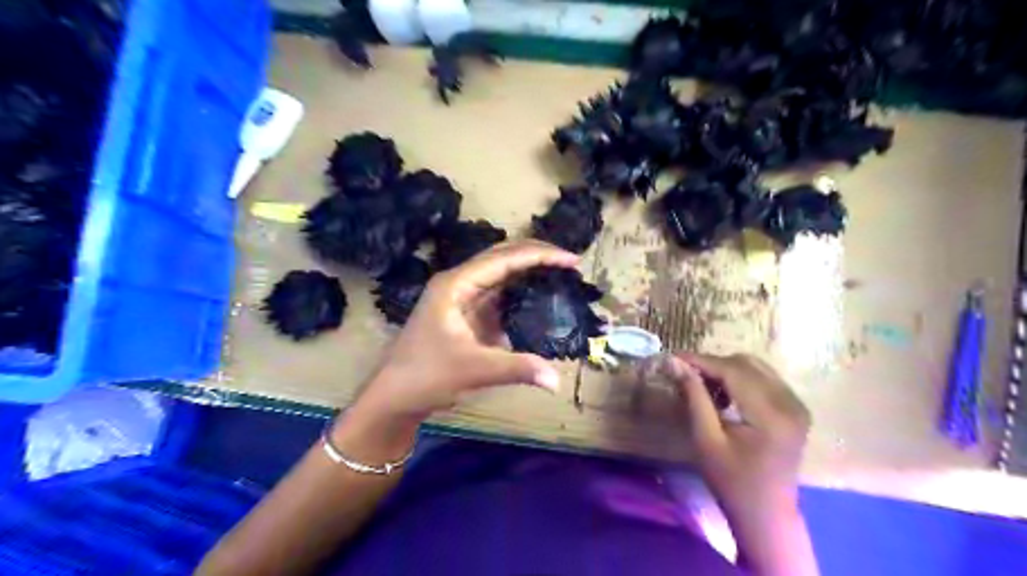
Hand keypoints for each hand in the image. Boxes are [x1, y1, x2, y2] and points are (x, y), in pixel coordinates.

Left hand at [355, 240, 576, 424]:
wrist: (394, 396)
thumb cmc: (425, 376)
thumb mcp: (473, 370)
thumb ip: (517, 369)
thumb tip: (557, 380)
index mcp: (456, 284)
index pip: (504, 259)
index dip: (540, 256)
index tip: (572, 260)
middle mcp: (460, 283)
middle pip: (503, 257)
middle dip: (537, 255)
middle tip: (570, 263)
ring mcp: (462, 298)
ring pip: (501, 274)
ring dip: (529, 271)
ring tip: (561, 275)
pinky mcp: (467, 315)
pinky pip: (499, 295)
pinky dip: (521, 293)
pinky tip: (539, 298)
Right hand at [667, 357, 810, 516]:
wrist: (767, 513)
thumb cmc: (731, 481)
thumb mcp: (706, 439)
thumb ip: (694, 397)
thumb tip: (675, 363)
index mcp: (771, 415)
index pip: (733, 371)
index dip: (702, 360)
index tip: (673, 357)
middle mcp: (790, 403)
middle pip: (746, 364)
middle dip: (713, 364)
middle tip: (685, 374)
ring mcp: (797, 404)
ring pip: (755, 367)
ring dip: (726, 369)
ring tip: (702, 385)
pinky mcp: (795, 408)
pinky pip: (764, 378)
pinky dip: (740, 378)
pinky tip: (724, 394)